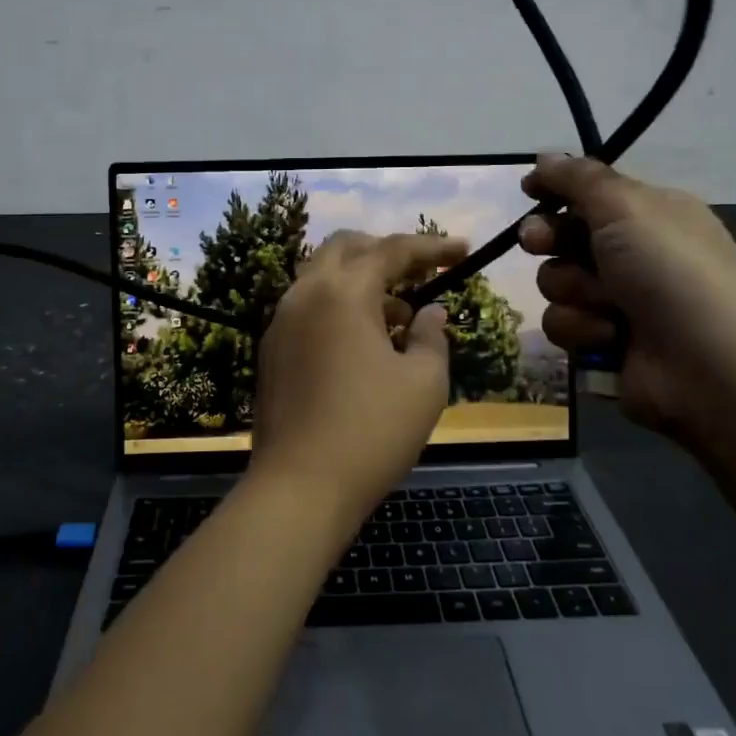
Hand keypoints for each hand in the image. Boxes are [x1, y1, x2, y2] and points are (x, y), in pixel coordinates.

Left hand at [249, 230, 467, 529]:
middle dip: (386, 251)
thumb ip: (432, 337)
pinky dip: (338, 305)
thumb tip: (429, 312)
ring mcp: (280, 321)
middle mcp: (305, 294)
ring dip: (361, 281)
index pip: (392, 250)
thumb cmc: (371, 432)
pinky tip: (363, 342)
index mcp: (342, 292)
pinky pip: (308, 306)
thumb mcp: (424, 384)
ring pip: (322, 276)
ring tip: (399, 316)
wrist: (298, 487)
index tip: (464, 250)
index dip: (432, 247)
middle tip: (421, 272)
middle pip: (346, 247)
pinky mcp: (271, 349)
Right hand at [519, 154, 735, 434]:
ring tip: (606, 304)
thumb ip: (578, 178)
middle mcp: (632, 253)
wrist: (709, 366)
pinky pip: (563, 324)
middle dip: (548, 239)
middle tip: (539, 241)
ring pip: (556, 282)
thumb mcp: (626, 206)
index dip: (556, 190)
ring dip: (574, 291)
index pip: (589, 193)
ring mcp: (618, 301)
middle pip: (563, 236)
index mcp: (649, 214)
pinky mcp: (604, 342)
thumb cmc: (670, 270)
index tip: (529, 190)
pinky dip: (583, 329)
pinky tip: (611, 337)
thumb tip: (545, 157)